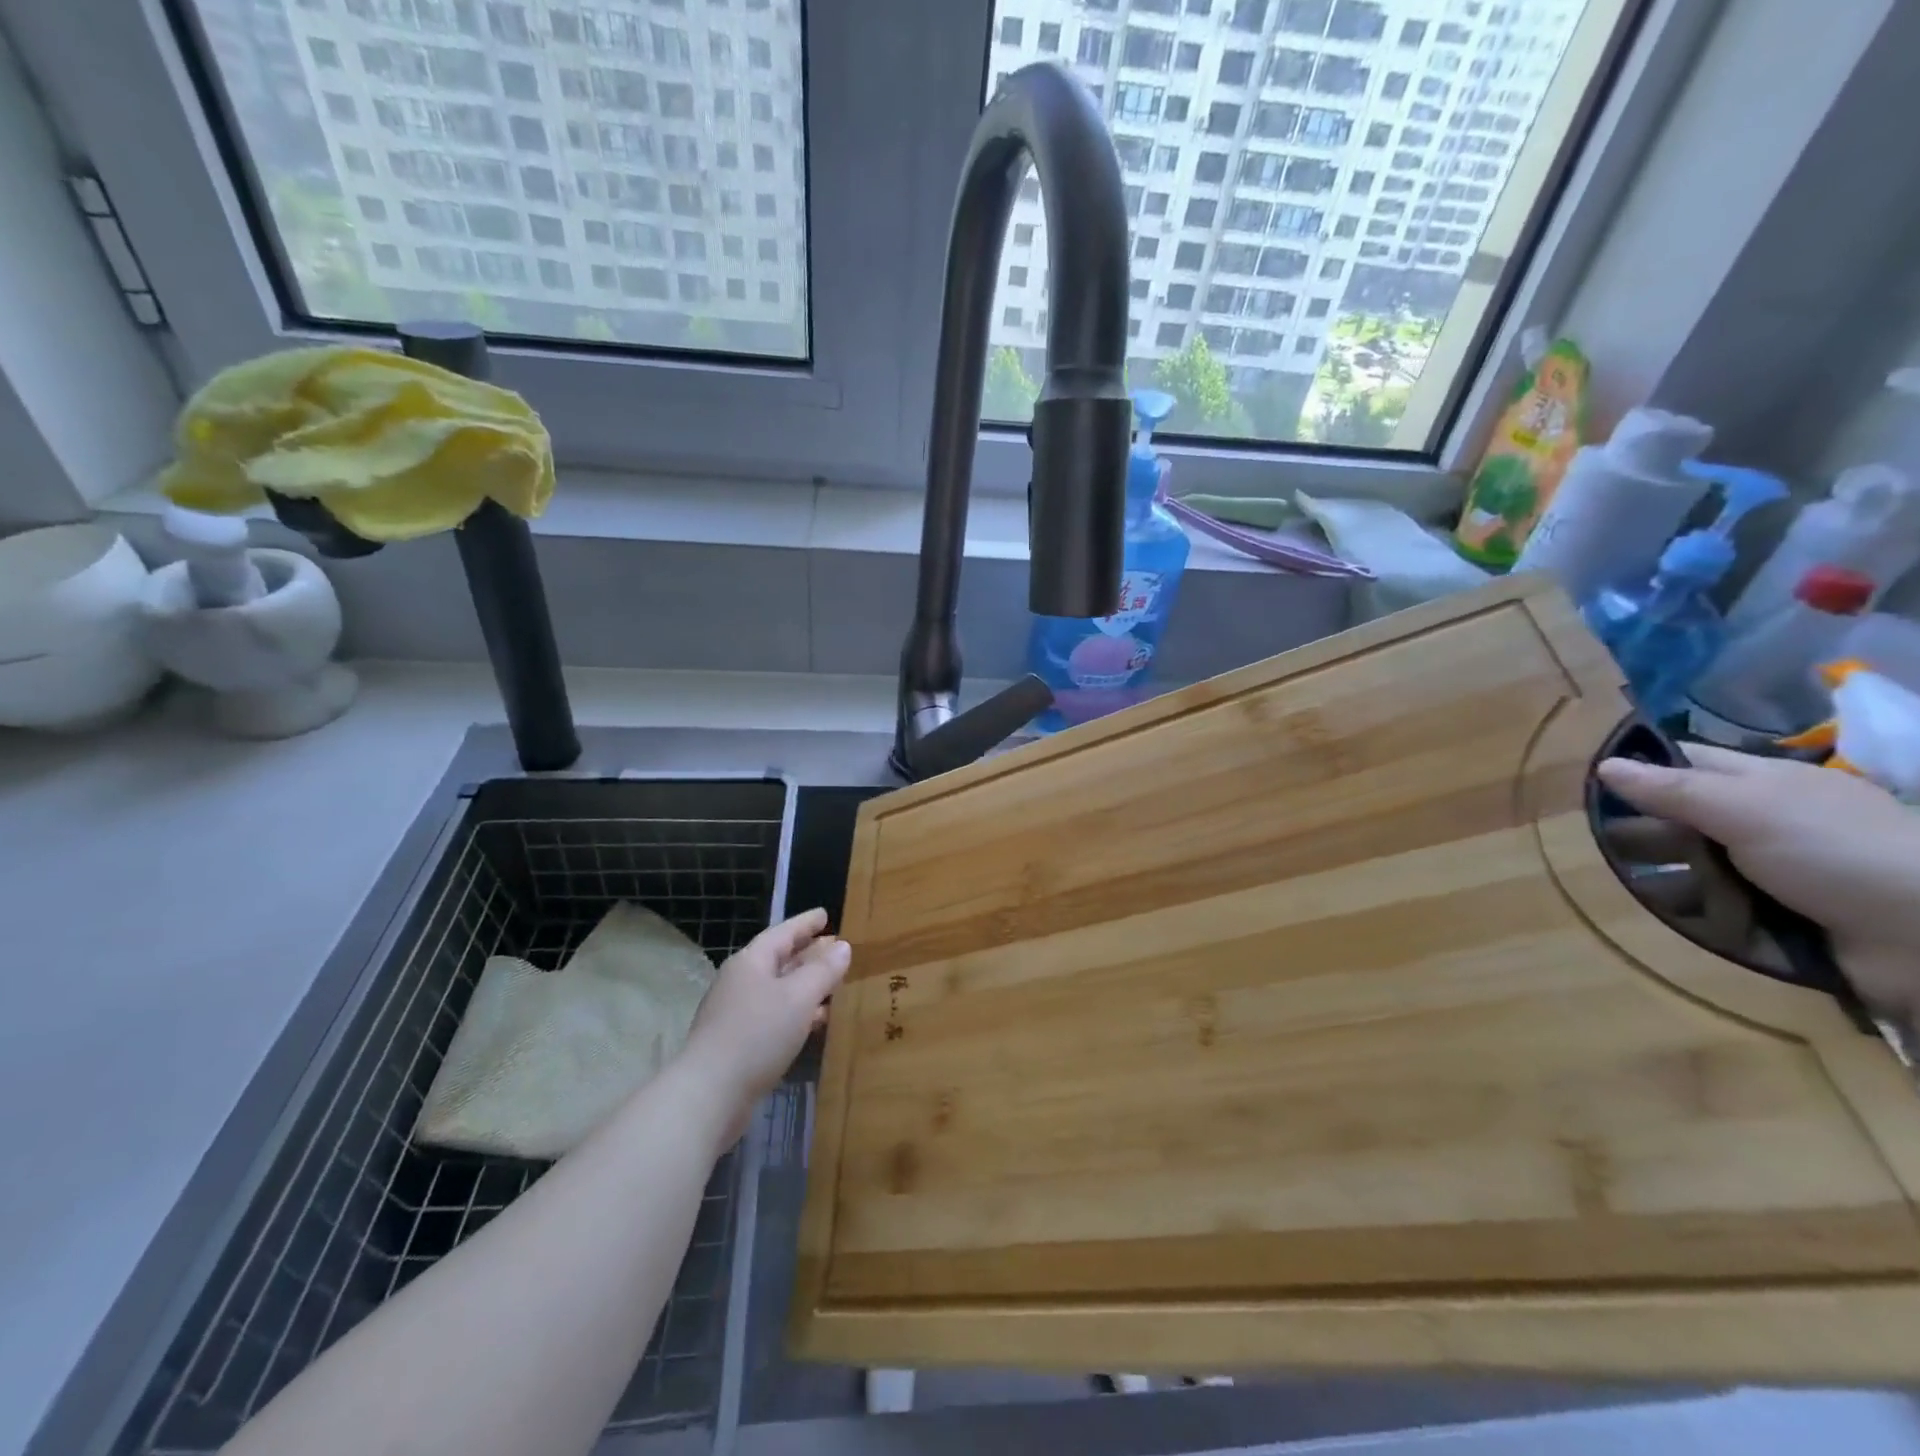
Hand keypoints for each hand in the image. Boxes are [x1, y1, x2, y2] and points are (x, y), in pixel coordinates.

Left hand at [677, 909, 849, 1140]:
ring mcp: (736, 1013)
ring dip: (806, 986)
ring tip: (835, 985)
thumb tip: (842, 946)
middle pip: (779, 960)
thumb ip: (823, 970)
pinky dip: (798, 1013)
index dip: (806, 923)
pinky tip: (816, 1023)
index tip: (826, 914)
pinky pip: (775, 1016)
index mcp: (751, 962)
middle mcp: (741, 981)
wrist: (710, 1094)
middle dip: (808, 953)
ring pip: (778, 990)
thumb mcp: (798, 997)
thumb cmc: (757, 1034)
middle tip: (836, 948)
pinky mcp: (738, 1043)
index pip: (783, 932)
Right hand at [1597, 746, 1919, 1017]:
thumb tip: (1605, 765)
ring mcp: (1773, 872)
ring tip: (1622, 887)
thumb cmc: (1835, 852)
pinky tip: (1660, 917)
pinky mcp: (1778, 917)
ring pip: (1695, 865)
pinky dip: (1689, 913)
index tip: (1591, 784)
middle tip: (1598, 845)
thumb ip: (1672, 789)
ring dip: (1660, 876)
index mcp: (1765, 785)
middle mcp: (1766, 823)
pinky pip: (1716, 908)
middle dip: (1642, 830)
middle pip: (1683, 818)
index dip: (1643, 768)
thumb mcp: (1746, 809)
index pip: (1689, 763)